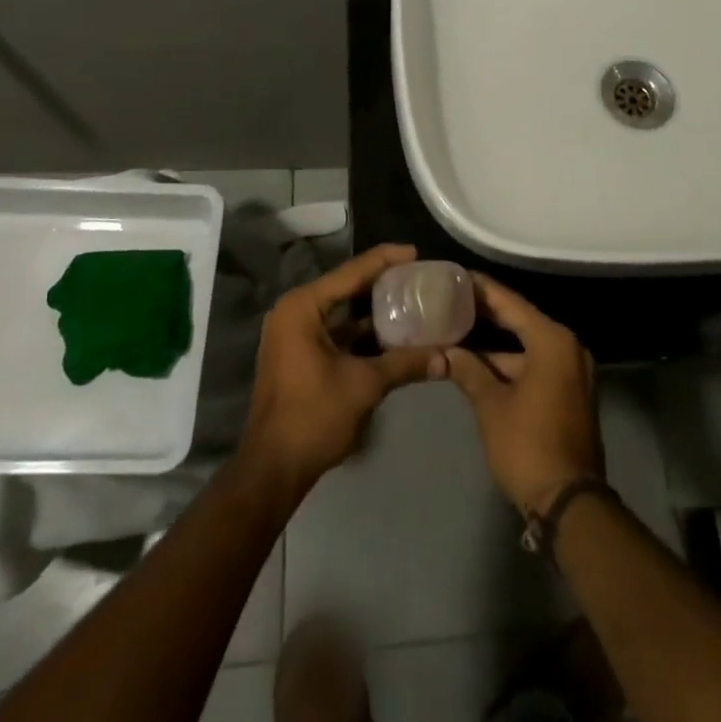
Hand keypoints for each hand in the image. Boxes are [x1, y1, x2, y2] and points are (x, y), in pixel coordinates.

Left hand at [239, 243, 442, 497]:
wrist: (273, 468)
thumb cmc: (314, 417)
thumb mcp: (365, 385)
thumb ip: (405, 363)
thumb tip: (446, 357)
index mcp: (303, 306)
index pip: (352, 272)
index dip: (386, 260)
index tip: (417, 252)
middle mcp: (294, 310)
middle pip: (346, 286)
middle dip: (382, 282)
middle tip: (419, 276)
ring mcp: (293, 332)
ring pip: (341, 309)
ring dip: (373, 308)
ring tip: (412, 298)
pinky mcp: (298, 353)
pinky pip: (335, 328)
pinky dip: (361, 329)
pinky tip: (392, 331)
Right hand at [445, 273, 603, 515]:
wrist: (569, 502)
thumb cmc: (528, 445)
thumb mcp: (491, 406)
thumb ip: (468, 371)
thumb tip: (446, 352)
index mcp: (552, 341)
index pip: (510, 303)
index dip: (481, 290)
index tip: (456, 276)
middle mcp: (568, 348)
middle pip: (520, 321)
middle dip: (486, 314)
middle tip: (450, 300)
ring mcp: (572, 371)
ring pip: (526, 346)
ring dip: (495, 345)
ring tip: (457, 333)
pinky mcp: (570, 392)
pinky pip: (536, 364)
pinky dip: (510, 364)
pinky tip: (478, 365)